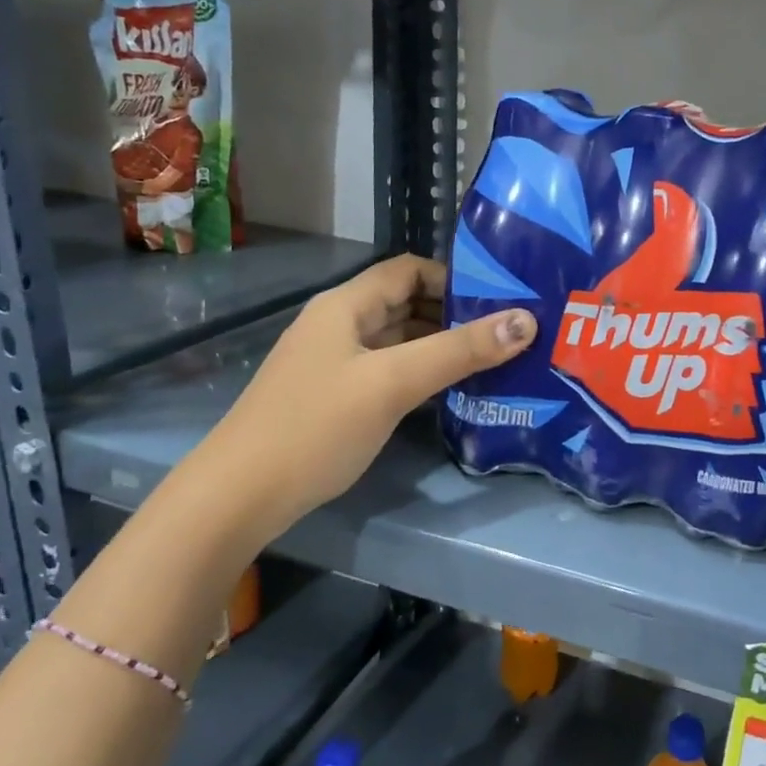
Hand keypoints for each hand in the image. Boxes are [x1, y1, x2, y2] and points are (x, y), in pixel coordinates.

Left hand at [216, 255, 535, 535]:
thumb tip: (526, 320)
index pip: (409, 269)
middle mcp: (340, 325)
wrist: (239, 496)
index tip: (502, 300)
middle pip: (406, 304)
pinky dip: (421, 374)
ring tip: (494, 362)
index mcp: (346, 305)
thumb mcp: (392, 383)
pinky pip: (388, 372)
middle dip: (455, 314)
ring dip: (441, 347)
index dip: (454, 278)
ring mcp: (335, 364)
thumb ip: (459, 350)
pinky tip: (452, 393)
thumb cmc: (316, 427)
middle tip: (509, 334)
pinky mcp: (336, 398)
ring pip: (399, 341)